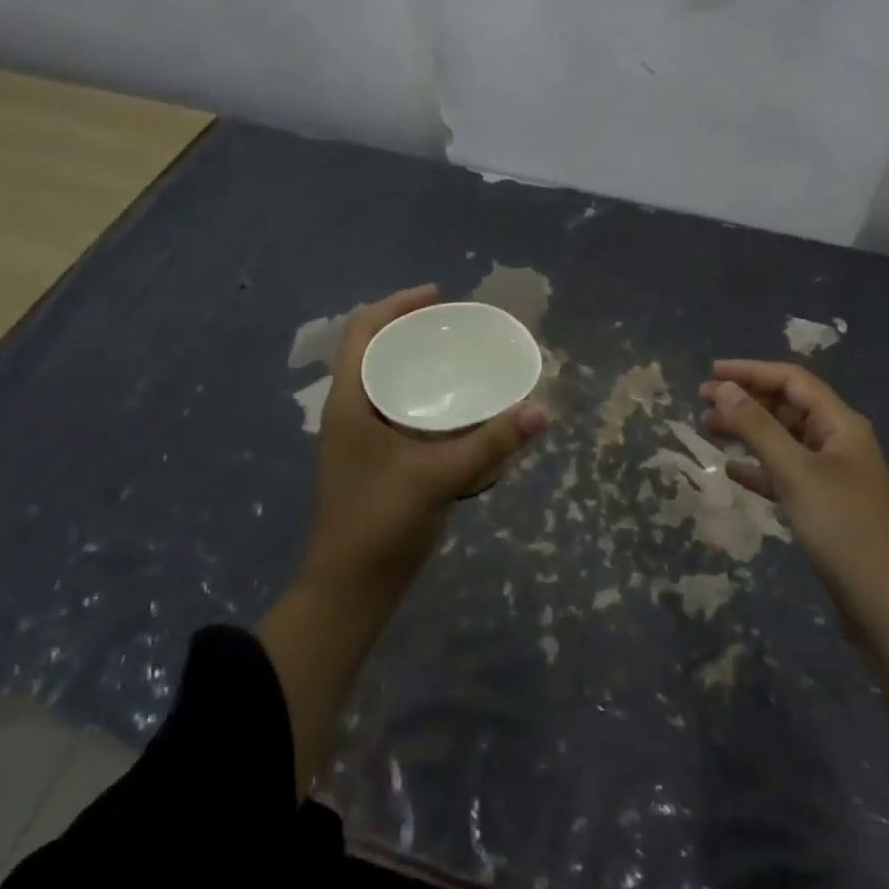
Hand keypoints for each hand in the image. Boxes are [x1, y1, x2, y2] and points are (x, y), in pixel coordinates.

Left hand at [301, 285, 546, 605]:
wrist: (347, 591)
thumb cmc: (380, 523)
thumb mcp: (439, 477)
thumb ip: (491, 442)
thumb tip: (541, 410)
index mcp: (350, 403)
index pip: (362, 332)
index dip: (396, 305)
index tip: (438, 297)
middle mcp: (349, 411)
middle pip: (374, 350)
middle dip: (411, 330)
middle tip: (456, 326)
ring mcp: (358, 437)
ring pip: (385, 380)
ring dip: (416, 362)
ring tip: (459, 356)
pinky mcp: (373, 458)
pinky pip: (396, 408)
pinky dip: (422, 394)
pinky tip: (457, 407)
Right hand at [700, 360, 888, 631]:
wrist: (888, 607)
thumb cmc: (842, 528)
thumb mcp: (795, 472)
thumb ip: (757, 427)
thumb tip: (723, 387)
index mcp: (840, 424)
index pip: (792, 380)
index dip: (751, 371)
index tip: (711, 372)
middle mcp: (838, 442)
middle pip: (786, 407)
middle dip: (745, 400)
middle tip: (701, 401)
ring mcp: (833, 475)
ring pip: (783, 440)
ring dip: (748, 431)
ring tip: (708, 429)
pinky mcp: (825, 506)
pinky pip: (786, 474)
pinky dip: (759, 468)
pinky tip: (732, 471)